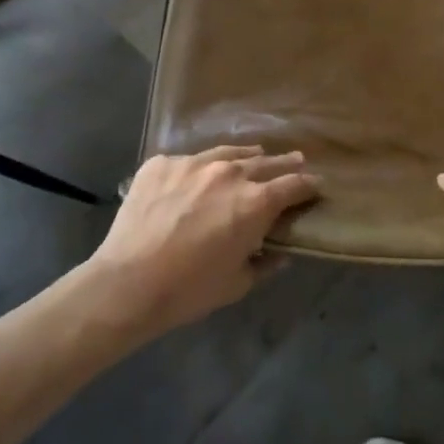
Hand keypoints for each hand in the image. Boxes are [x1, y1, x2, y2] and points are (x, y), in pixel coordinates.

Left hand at [82, 147, 320, 339]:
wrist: (128, 282)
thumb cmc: (189, 290)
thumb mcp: (238, 284)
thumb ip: (265, 263)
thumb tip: (279, 253)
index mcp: (255, 203)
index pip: (294, 185)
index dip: (309, 185)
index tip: (316, 186)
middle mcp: (229, 173)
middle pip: (266, 162)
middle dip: (285, 163)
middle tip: (297, 160)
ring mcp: (192, 163)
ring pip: (228, 153)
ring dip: (246, 157)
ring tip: (256, 155)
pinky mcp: (161, 163)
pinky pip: (189, 161)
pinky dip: (201, 168)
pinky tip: (199, 176)